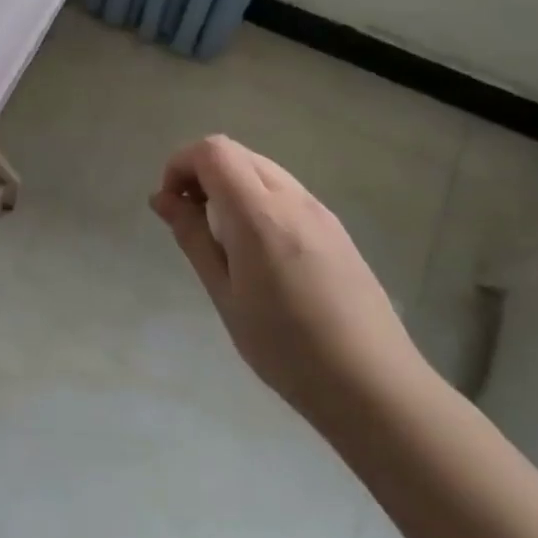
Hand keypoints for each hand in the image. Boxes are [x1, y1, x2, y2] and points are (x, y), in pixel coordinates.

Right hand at [150, 135, 428, 429]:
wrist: (375, 386)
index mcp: (260, 214)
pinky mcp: (335, 229)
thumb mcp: (225, 294)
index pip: (213, 151)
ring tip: (219, 236)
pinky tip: (256, 250)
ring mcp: (320, 212)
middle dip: (201, 172)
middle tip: (188, 218)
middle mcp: (293, 200)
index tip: (169, 204)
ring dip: (229, 185)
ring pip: (261, 169)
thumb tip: (162, 198)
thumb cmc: (286, 347)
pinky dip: (255, 199)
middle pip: (237, 153)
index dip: (180, 164)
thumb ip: (192, 237)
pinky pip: (285, 192)